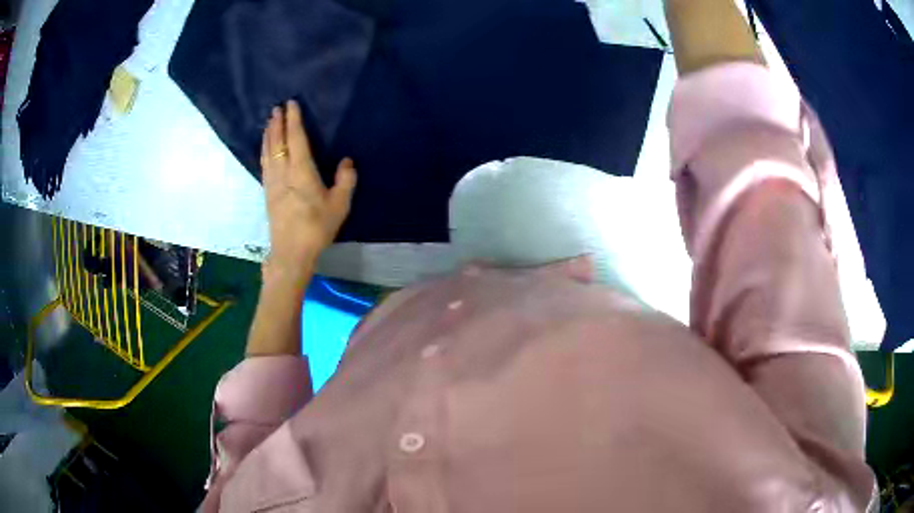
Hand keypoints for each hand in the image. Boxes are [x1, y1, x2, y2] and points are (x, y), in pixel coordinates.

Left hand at [261, 100, 356, 282]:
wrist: (291, 252)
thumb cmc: (317, 228)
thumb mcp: (339, 205)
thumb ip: (345, 181)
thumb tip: (347, 161)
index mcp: (301, 171)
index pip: (296, 139)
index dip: (294, 120)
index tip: (291, 104)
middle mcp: (283, 172)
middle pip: (278, 142)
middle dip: (277, 124)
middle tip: (276, 108)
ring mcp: (272, 183)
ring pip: (268, 152)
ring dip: (268, 135)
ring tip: (268, 122)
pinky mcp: (267, 193)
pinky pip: (264, 165)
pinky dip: (264, 151)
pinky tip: (264, 148)